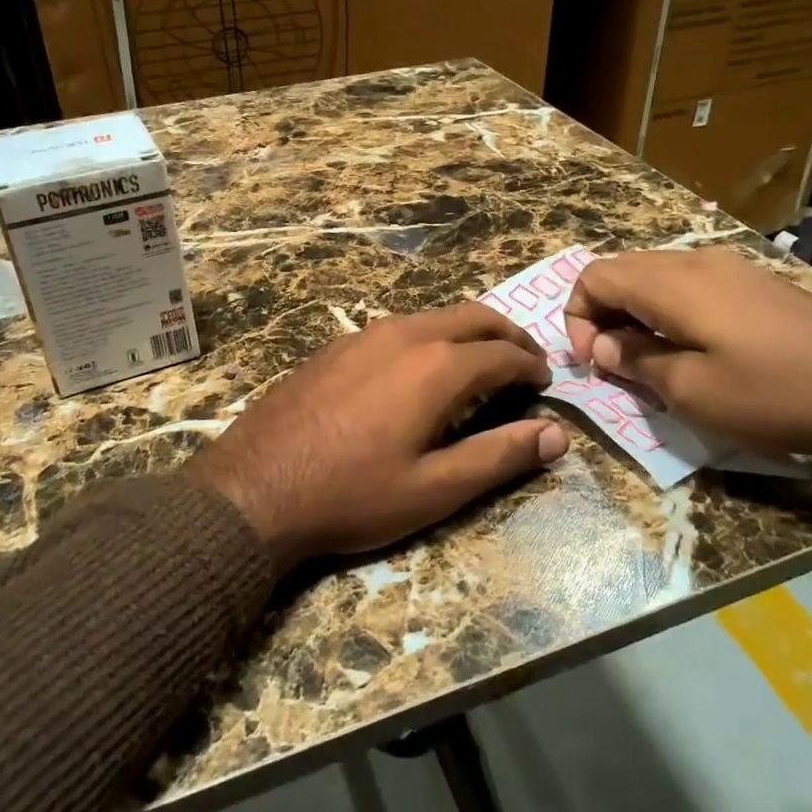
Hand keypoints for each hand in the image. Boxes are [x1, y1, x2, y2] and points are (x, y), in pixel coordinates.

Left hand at [187, 304, 568, 569]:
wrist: (254, 488)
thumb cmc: (352, 495)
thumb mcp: (434, 488)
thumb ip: (499, 456)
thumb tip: (557, 435)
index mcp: (436, 366)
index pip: (503, 353)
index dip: (531, 365)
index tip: (546, 382)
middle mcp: (404, 334)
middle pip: (471, 316)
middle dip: (506, 334)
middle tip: (525, 360)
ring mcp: (363, 335)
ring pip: (432, 317)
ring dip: (466, 332)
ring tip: (480, 363)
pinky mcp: (335, 346)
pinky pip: (397, 328)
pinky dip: (428, 338)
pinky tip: (419, 370)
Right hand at [562, 247, 811, 489]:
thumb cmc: (771, 394)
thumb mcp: (689, 390)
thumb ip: (634, 359)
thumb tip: (603, 344)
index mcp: (671, 282)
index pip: (595, 276)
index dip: (576, 316)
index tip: (592, 361)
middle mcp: (696, 261)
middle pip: (623, 270)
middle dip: (602, 314)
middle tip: (613, 362)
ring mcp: (731, 267)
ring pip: (656, 276)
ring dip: (636, 313)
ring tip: (649, 359)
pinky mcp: (756, 283)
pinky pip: (690, 285)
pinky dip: (669, 311)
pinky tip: (691, 348)